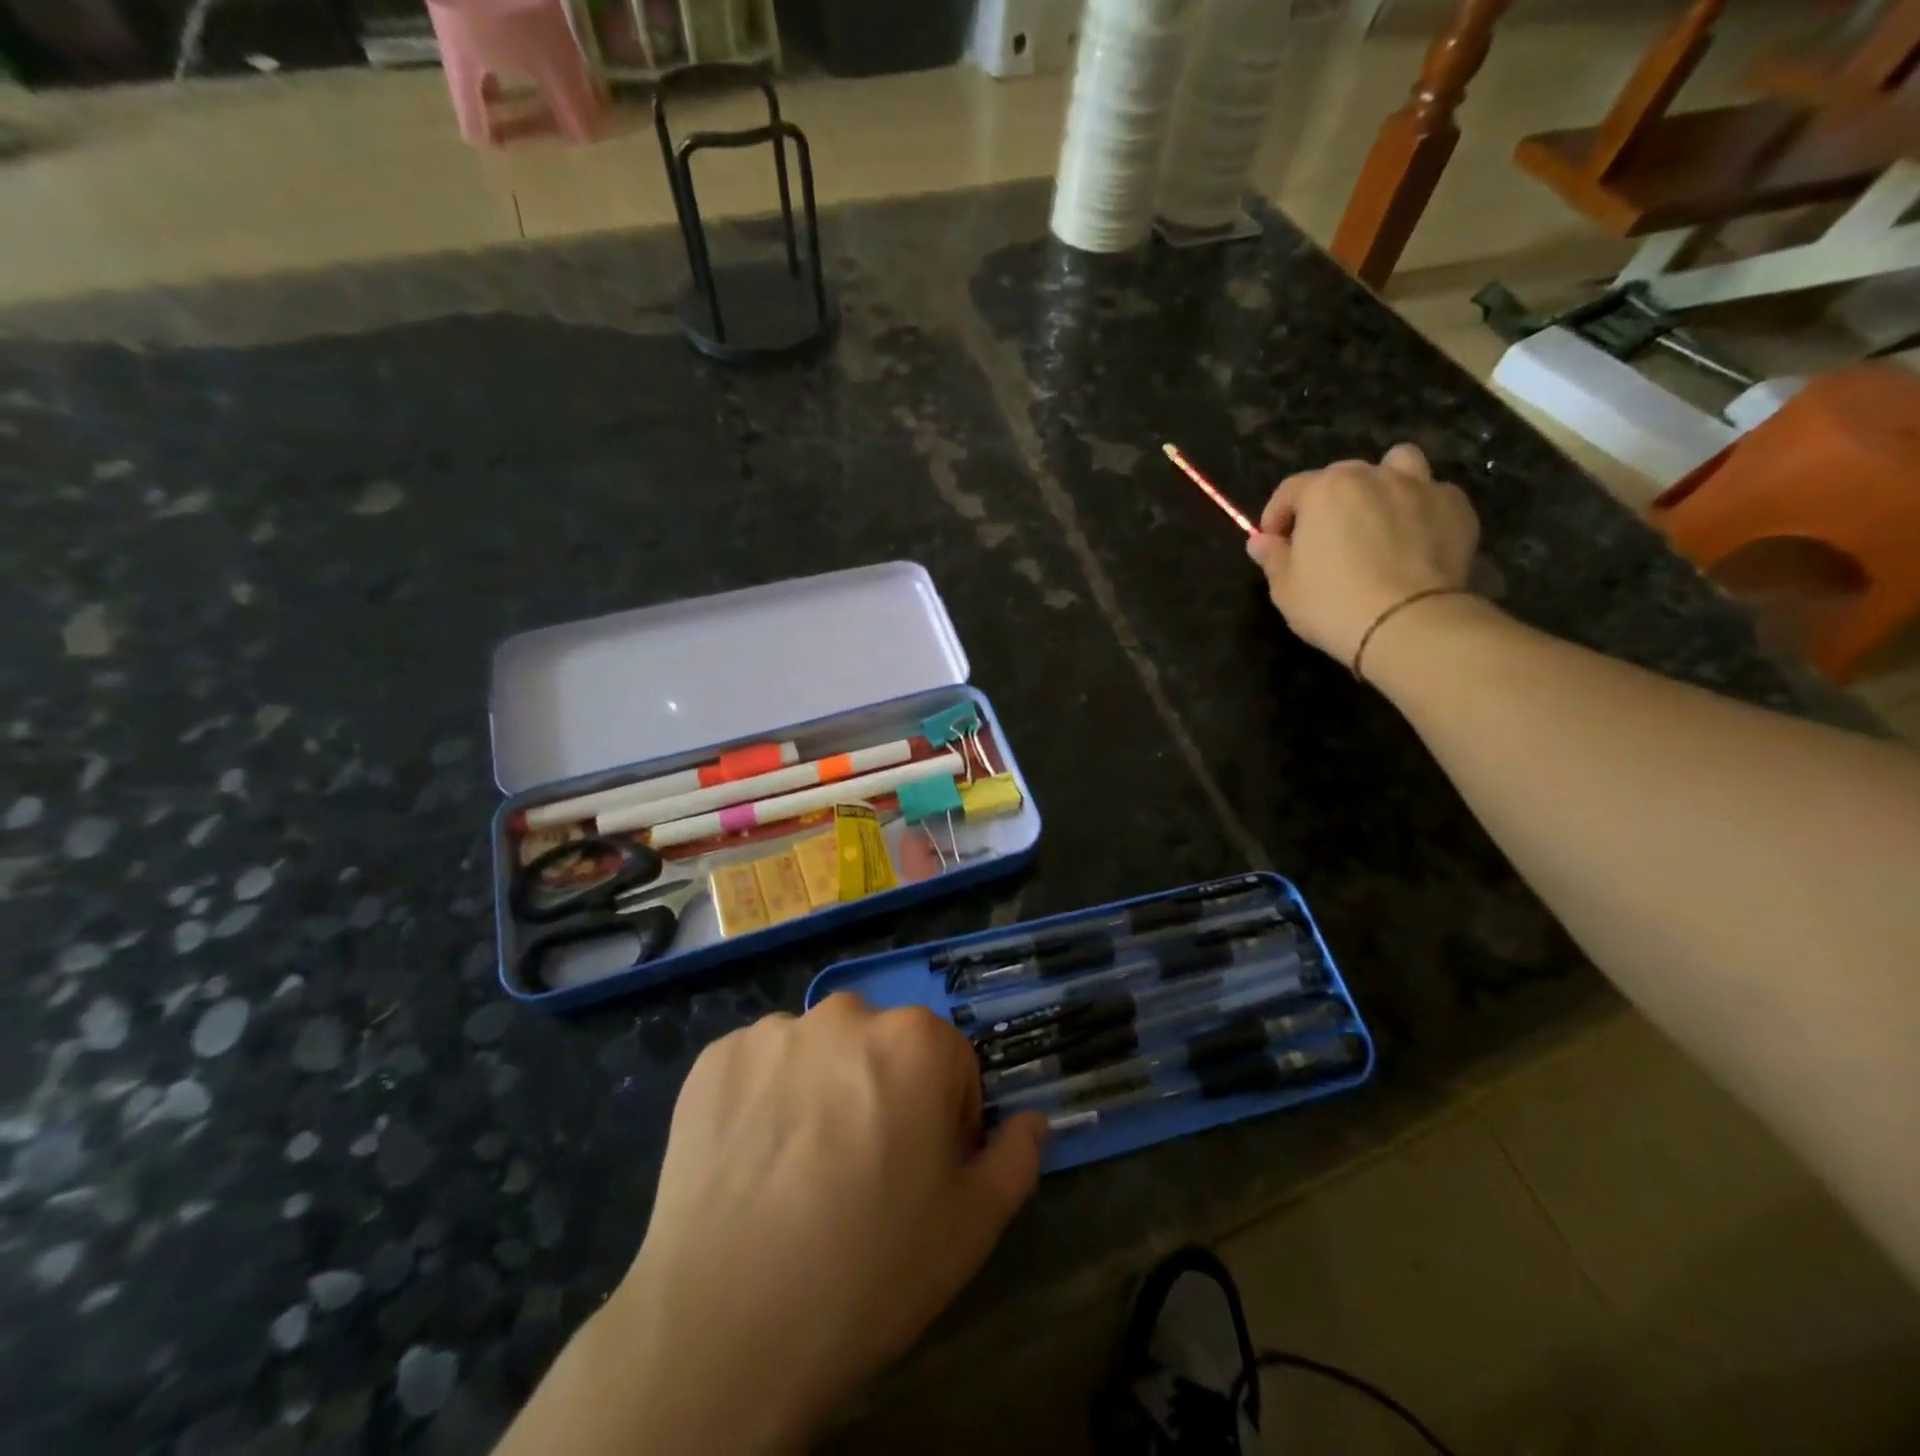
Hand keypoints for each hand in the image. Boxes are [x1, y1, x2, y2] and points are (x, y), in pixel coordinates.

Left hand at [607, 994, 1047, 1448]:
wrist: (728, 1324)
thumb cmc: (870, 1268)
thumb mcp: (972, 1226)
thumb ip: (1015, 1158)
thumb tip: (1032, 1121)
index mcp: (916, 1040)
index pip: (949, 1061)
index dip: (944, 1116)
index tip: (922, 1169)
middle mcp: (846, 1014)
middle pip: (880, 1045)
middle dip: (882, 1091)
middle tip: (860, 1170)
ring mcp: (774, 1031)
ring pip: (817, 1051)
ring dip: (821, 1089)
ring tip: (800, 1169)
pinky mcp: (716, 1056)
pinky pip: (759, 1065)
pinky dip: (763, 1097)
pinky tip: (753, 1160)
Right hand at [1245, 444, 1479, 666]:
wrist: (1408, 624)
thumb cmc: (1332, 604)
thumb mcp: (1285, 588)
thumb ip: (1272, 557)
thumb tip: (1260, 541)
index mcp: (1325, 490)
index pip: (1290, 490)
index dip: (1277, 516)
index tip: (1274, 544)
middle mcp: (1373, 476)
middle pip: (1342, 476)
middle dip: (1328, 501)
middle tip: (1325, 538)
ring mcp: (1420, 487)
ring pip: (1399, 464)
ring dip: (1383, 483)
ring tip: (1377, 517)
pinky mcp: (1456, 508)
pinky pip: (1434, 495)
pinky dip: (1420, 510)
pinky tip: (1415, 539)